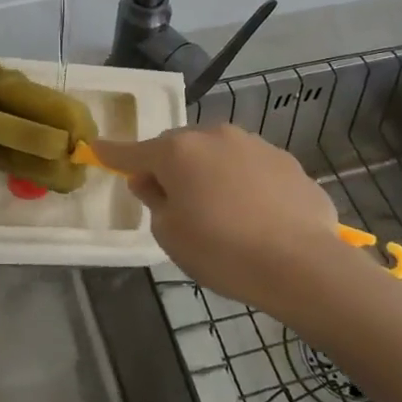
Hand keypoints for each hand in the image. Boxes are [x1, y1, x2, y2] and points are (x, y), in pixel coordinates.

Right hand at [92, 124, 365, 313]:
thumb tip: (151, 181)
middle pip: (178, 147)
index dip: (112, 153)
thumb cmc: (224, 252)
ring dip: (209, 172)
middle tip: (173, 202)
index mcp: (177, 152)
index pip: (132, 151)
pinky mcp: (286, 160)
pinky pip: (250, 167)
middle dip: (170, 167)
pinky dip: (243, 182)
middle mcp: (213, 136)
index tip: (96, 147)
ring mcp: (254, 144)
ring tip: (220, 212)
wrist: (305, 265)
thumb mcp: (171, 236)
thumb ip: (155, 201)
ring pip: (217, 153)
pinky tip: (255, 215)